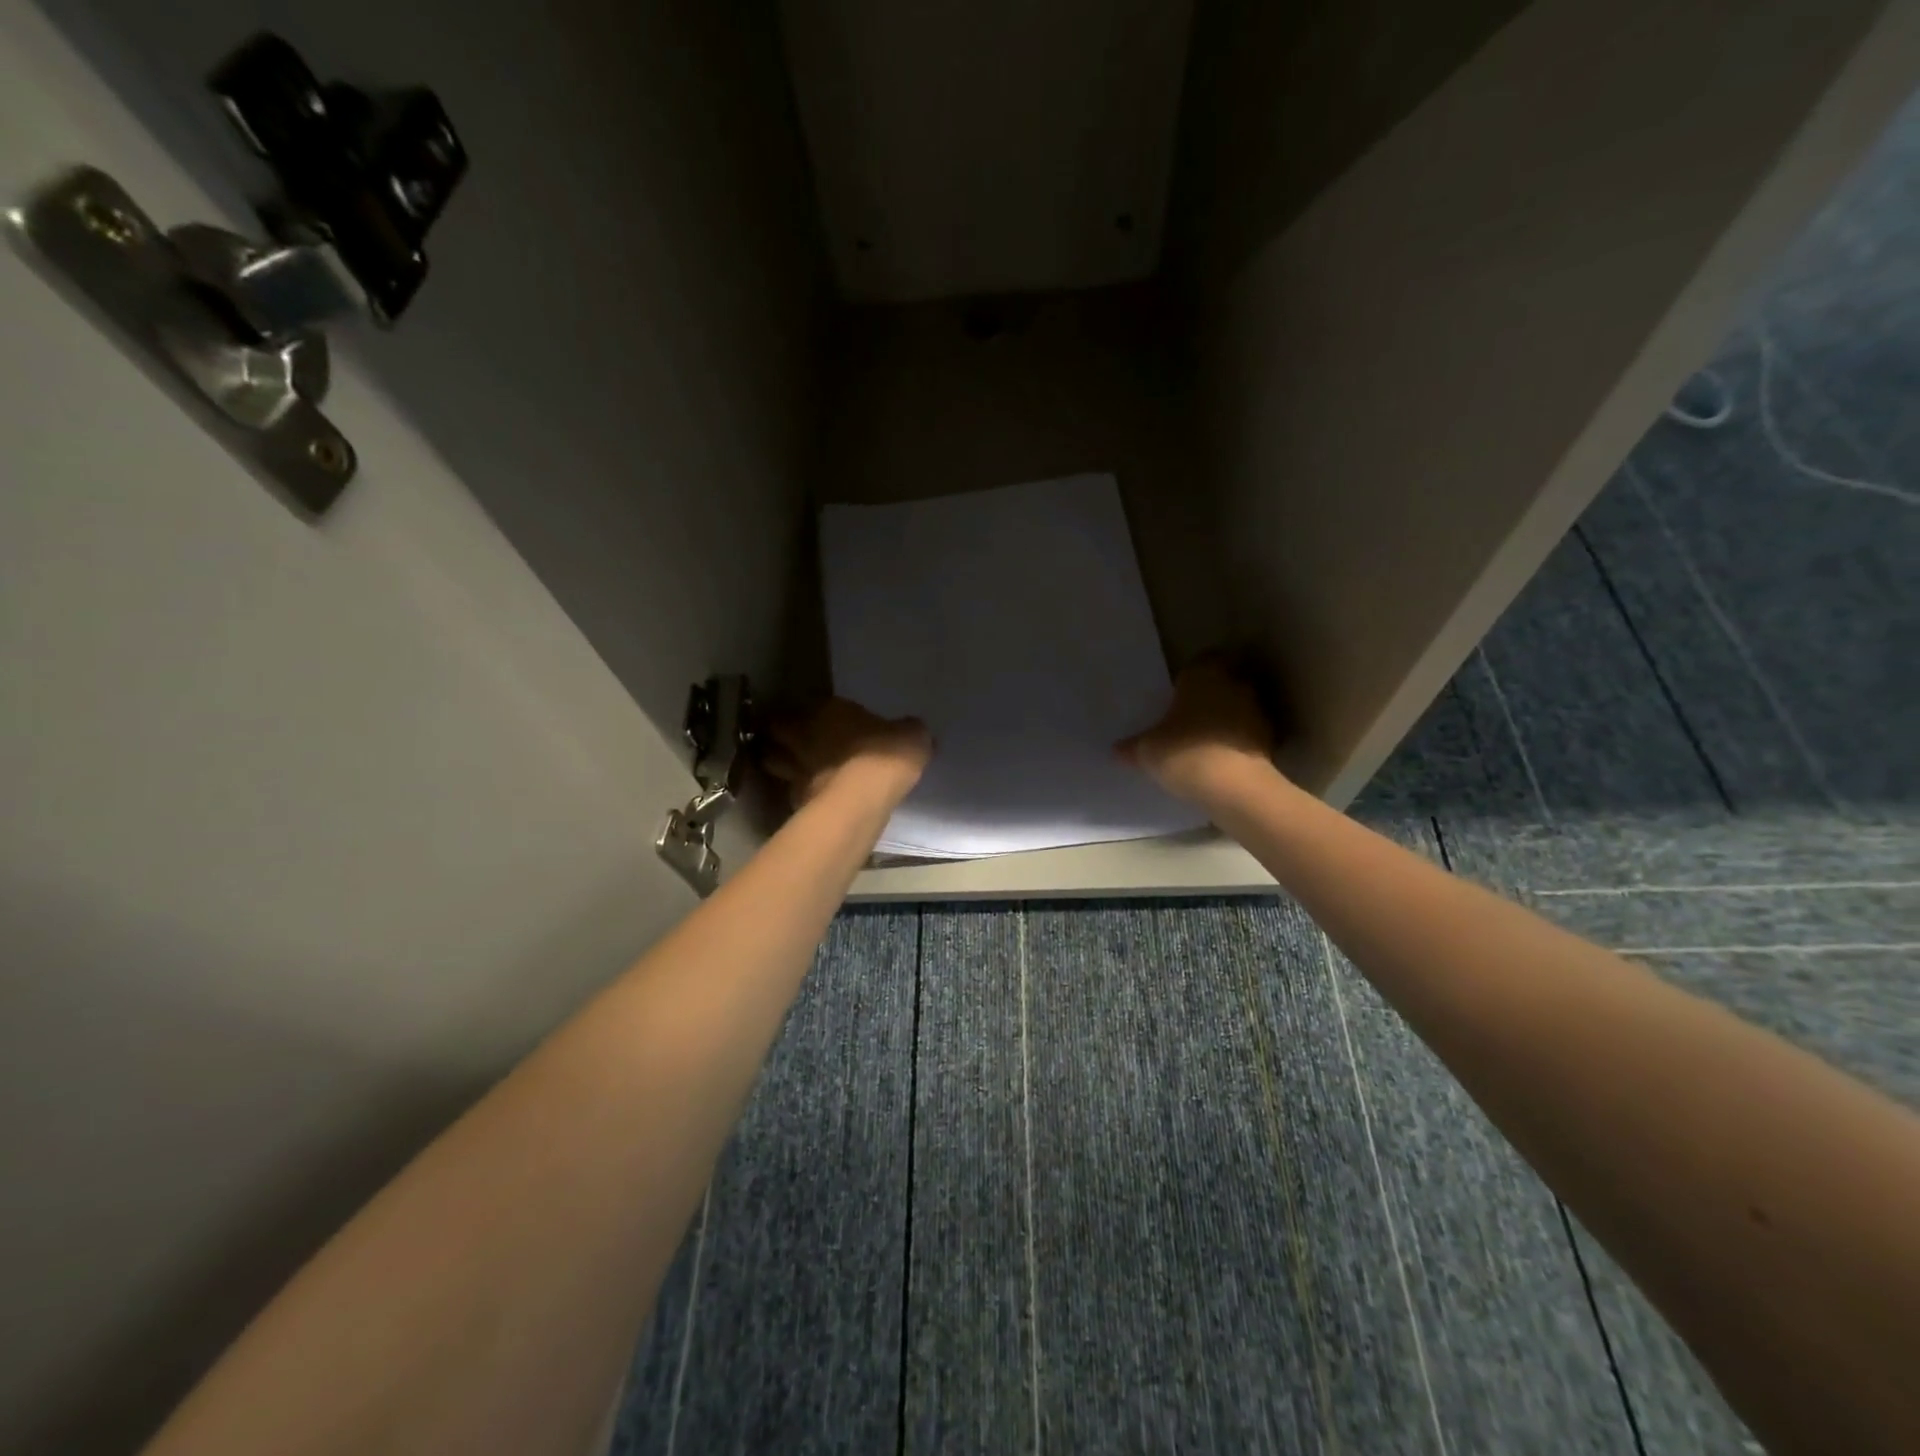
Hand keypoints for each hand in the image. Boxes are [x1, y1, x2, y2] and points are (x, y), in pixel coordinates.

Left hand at [764, 698, 932, 809]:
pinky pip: (790, 791)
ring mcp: (796, 767)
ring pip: (773, 760)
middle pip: (778, 729)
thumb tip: (912, 731)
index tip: (817, 718)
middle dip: (780, 733)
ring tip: (790, 767)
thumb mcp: (912, 736)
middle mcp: (805, 734)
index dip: (810, 712)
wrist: (864, 797)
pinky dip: (796, 792)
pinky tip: (808, 797)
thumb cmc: (887, 755)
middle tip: (791, 739)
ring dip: (779, 761)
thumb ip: (908, 732)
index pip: (808, 704)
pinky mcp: (796, 799)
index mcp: (830, 710)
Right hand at [1117, 658, 1276, 802]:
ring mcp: (1257, 711)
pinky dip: (1237, 741)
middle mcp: (1234, 684)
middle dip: (1210, 696)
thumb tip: (1116, 750)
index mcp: (1203, 674)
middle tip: (1189, 716)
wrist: (1234, 786)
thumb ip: (1132, 747)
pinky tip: (1221, 759)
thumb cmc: (1184, 752)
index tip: (1178, 694)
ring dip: (1226, 719)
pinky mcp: (1271, 739)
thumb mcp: (1147, 751)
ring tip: (1204, 741)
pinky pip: (1248, 733)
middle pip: (1223, 682)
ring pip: (1238, 706)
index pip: (1200, 662)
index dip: (1190, 677)